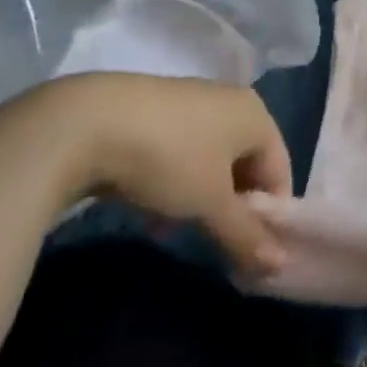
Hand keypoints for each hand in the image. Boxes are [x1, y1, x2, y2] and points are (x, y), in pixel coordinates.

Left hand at [35, 73, 294, 276]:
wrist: (86, 124)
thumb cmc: (169, 160)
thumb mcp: (210, 204)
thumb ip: (246, 235)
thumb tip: (279, 265)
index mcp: (256, 115)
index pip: (280, 170)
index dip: (270, 214)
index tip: (250, 250)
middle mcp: (230, 101)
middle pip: (246, 164)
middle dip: (233, 206)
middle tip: (216, 241)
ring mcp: (191, 101)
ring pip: (211, 160)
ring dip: (202, 197)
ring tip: (179, 227)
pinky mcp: (155, 109)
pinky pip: (181, 151)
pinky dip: (175, 181)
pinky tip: (151, 207)